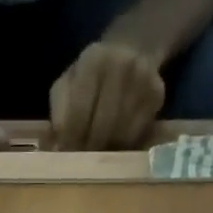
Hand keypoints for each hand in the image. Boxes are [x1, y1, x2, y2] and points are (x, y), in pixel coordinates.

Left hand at [49, 41, 165, 149]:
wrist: (132, 48)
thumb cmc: (91, 76)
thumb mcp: (68, 84)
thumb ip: (59, 113)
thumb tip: (55, 150)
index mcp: (92, 60)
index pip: (79, 111)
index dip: (70, 139)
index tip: (65, 157)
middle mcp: (121, 65)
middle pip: (102, 125)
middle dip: (89, 149)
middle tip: (82, 165)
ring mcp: (142, 79)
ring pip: (121, 133)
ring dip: (107, 152)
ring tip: (97, 158)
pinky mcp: (157, 94)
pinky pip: (137, 133)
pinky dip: (124, 147)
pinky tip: (115, 147)